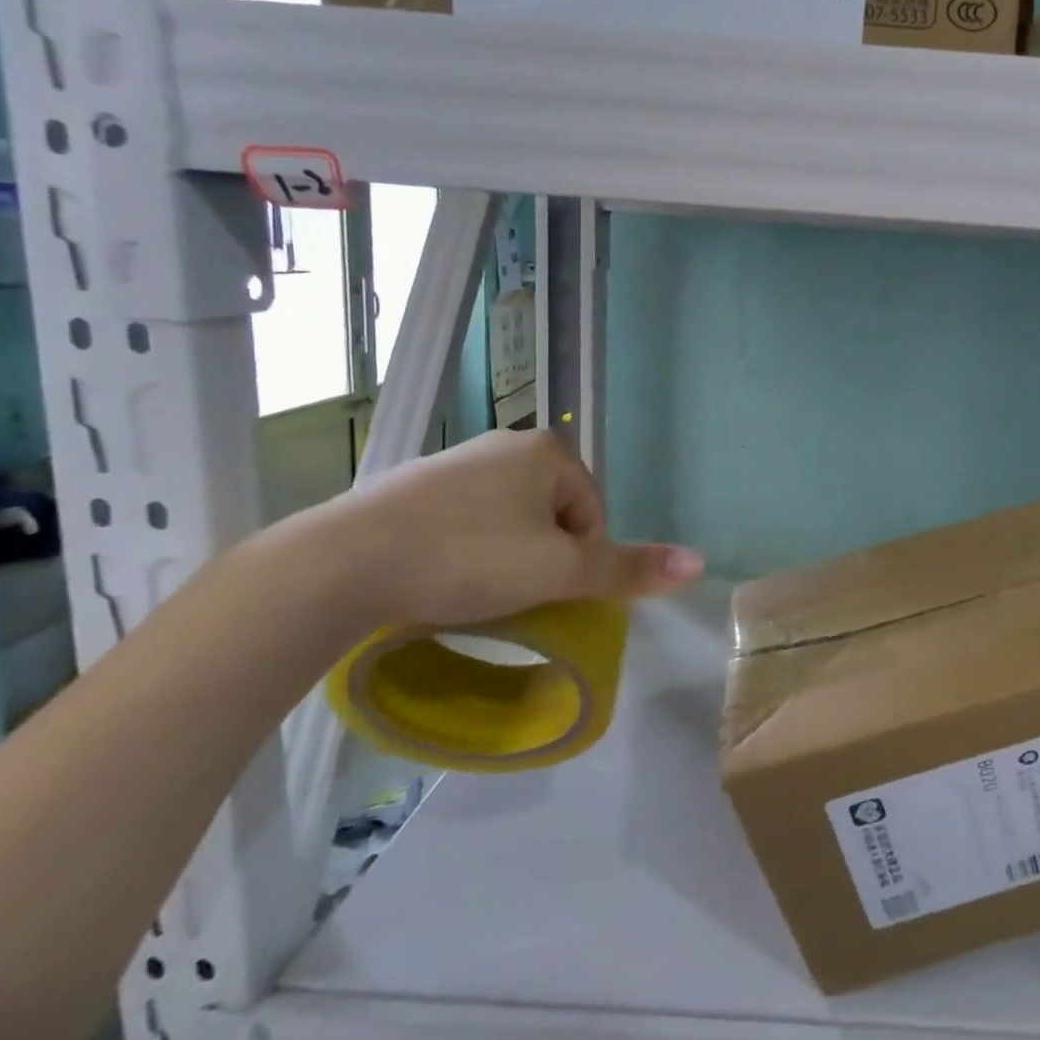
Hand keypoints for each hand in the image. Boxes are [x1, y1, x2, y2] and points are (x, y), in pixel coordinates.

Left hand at [309, 428, 701, 634]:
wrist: (338, 565)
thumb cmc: (466, 559)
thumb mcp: (558, 572)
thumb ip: (628, 569)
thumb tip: (701, 562)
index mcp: (546, 451)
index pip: (592, 514)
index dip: (578, 561)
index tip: (544, 591)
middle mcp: (504, 444)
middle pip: (553, 516)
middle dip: (543, 558)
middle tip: (511, 595)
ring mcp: (454, 461)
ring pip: (509, 520)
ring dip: (506, 557)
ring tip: (474, 591)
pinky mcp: (412, 486)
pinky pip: (465, 520)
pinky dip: (465, 549)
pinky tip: (439, 577)